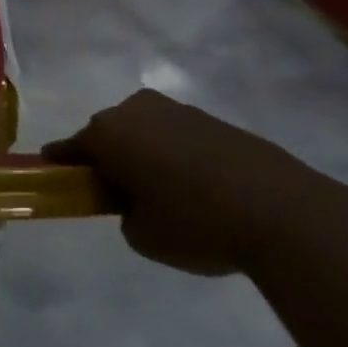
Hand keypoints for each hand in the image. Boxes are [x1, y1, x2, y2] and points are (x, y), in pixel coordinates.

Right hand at [46, 90, 347, 275]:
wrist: (288, 214)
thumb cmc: (196, 224)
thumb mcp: (142, 236)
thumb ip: (125, 214)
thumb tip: (137, 201)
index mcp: (108, 132)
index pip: (70, 147)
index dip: (62, 166)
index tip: (59, 179)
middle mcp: (137, 110)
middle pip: (110, 134)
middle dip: (111, 158)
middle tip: (122, 195)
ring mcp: (180, 112)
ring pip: (147, 133)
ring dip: (147, 155)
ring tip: (168, 195)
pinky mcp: (218, 122)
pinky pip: (182, 138)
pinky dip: (181, 158)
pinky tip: (201, 190)